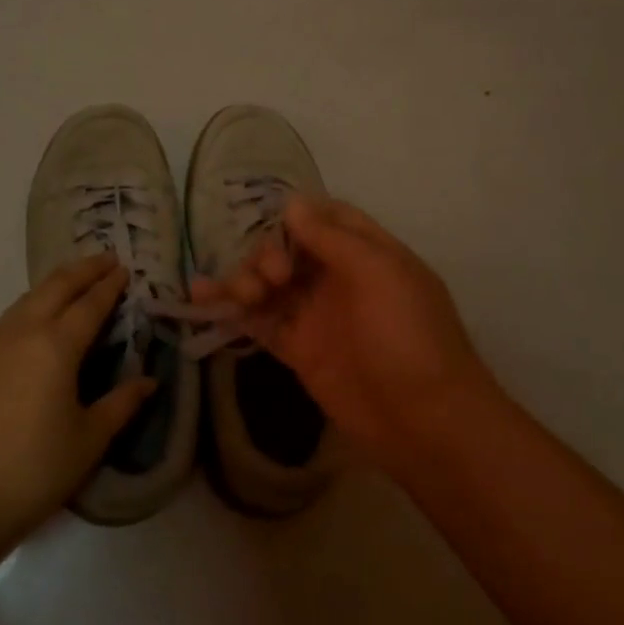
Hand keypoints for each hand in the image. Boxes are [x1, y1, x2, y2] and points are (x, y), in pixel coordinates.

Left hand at [0, 255, 155, 536]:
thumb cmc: (39, 467)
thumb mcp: (91, 437)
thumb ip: (122, 402)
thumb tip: (149, 381)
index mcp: (56, 346)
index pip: (90, 304)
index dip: (110, 285)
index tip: (124, 268)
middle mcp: (21, 331)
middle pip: (55, 286)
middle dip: (83, 269)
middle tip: (105, 260)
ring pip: (26, 300)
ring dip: (53, 287)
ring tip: (72, 285)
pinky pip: (5, 322)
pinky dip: (27, 311)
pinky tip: (32, 325)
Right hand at [190, 196, 508, 469]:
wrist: (422, 420)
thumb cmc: (408, 336)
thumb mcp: (379, 274)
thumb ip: (332, 238)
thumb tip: (291, 204)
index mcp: (366, 253)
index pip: (325, 218)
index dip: (295, 215)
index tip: (268, 221)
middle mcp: (338, 278)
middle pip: (289, 249)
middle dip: (268, 253)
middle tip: (271, 278)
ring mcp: (316, 315)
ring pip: (269, 284)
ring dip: (246, 279)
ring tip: (240, 294)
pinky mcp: (298, 349)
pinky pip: (260, 321)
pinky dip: (232, 311)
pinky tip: (201, 297)